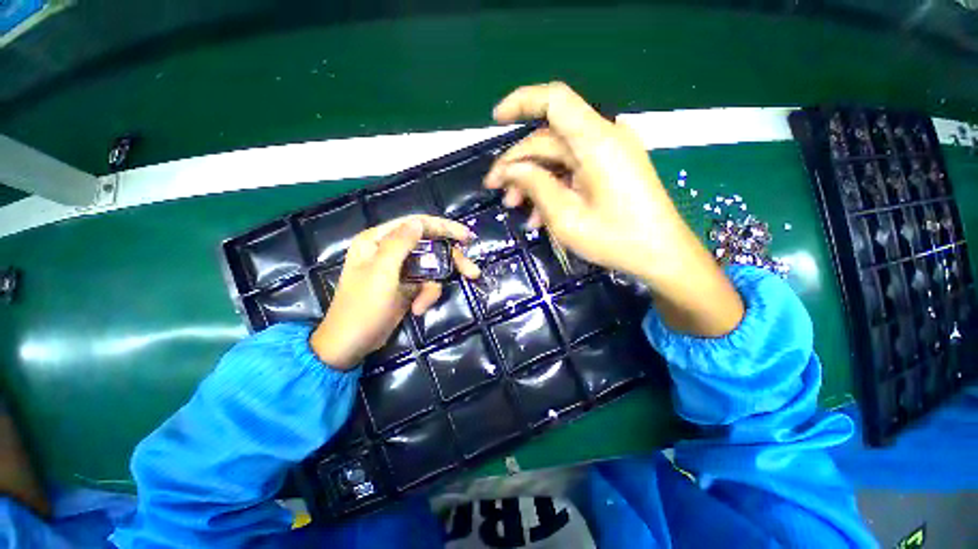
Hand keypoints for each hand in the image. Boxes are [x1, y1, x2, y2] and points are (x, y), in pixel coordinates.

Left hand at [310, 215, 479, 368]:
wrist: (351, 344)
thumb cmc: (363, 306)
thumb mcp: (381, 272)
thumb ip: (400, 243)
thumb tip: (419, 222)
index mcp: (378, 240)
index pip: (416, 224)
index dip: (444, 227)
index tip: (467, 237)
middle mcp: (389, 250)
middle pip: (430, 246)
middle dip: (450, 260)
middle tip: (472, 272)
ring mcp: (399, 269)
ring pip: (431, 267)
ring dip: (433, 287)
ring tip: (424, 304)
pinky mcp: (406, 285)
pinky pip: (426, 284)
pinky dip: (426, 296)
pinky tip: (418, 309)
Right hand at [485, 82, 742, 336]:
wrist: (661, 255)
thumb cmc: (615, 239)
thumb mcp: (566, 216)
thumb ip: (535, 185)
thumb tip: (509, 169)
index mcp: (596, 141)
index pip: (554, 100)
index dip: (521, 102)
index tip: (496, 121)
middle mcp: (603, 138)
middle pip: (549, 138)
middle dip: (519, 164)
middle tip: (497, 191)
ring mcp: (608, 154)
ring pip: (557, 157)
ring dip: (533, 180)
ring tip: (515, 207)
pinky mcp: (610, 169)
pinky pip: (572, 171)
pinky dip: (552, 187)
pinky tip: (539, 214)